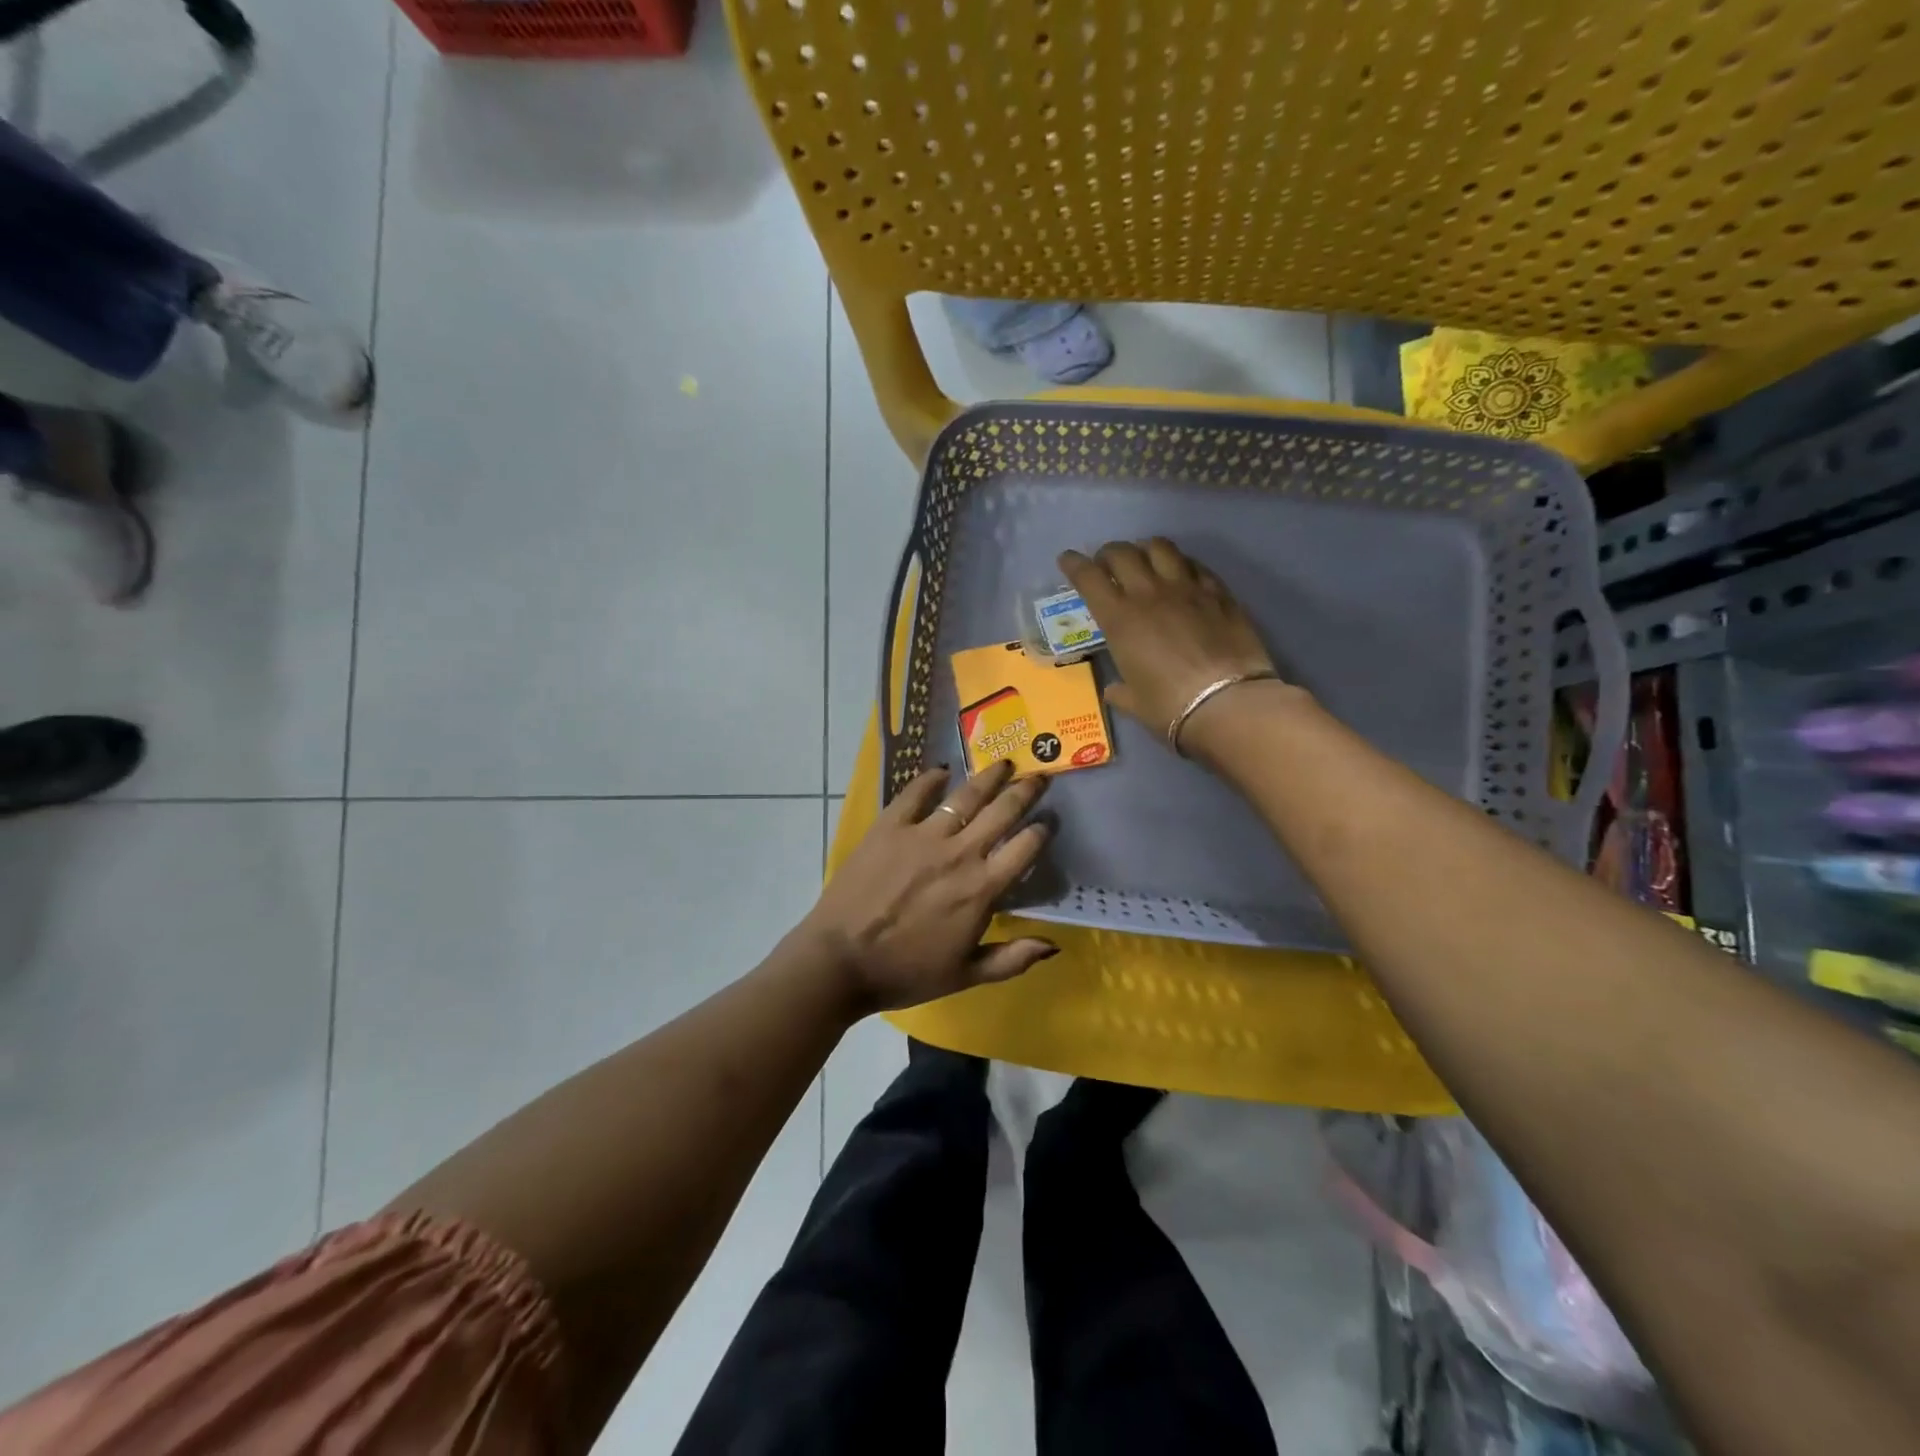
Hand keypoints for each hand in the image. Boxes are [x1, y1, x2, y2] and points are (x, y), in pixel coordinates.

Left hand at [800, 760, 1057, 1013]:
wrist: (840, 960)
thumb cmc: (905, 972)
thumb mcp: (965, 975)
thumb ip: (1012, 959)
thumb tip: (1053, 946)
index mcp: (981, 889)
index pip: (1025, 848)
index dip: (1041, 830)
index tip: (1049, 821)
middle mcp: (959, 853)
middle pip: (1002, 811)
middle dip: (1025, 791)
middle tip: (1038, 777)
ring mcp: (923, 835)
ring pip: (966, 796)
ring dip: (989, 777)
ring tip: (1004, 764)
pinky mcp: (889, 826)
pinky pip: (915, 793)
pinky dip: (931, 778)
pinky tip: (942, 771)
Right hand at [1059, 539, 1284, 751]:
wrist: (1227, 703)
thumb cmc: (1170, 707)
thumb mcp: (1135, 702)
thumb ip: (1121, 691)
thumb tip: (1114, 690)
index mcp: (1119, 620)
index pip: (1088, 578)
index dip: (1074, 564)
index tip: (1067, 559)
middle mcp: (1148, 594)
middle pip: (1122, 553)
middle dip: (1108, 553)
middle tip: (1105, 563)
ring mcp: (1186, 588)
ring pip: (1160, 548)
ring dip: (1145, 548)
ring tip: (1143, 558)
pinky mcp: (1218, 592)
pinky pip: (1194, 564)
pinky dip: (1180, 563)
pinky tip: (1181, 571)